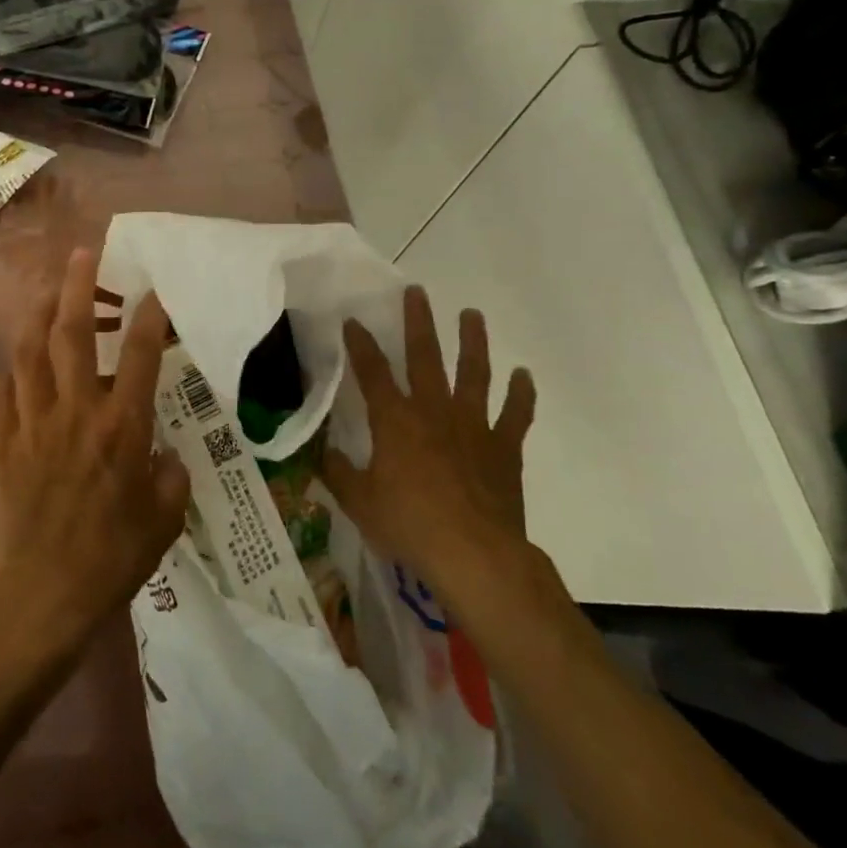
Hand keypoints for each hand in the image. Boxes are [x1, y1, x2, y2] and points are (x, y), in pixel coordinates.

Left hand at [0, 248, 188, 650]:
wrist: (42, 597)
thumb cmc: (113, 559)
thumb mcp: (164, 520)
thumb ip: (170, 479)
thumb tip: (165, 458)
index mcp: (120, 428)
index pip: (138, 355)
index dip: (148, 316)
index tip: (154, 290)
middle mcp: (74, 413)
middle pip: (70, 334)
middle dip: (77, 286)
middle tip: (83, 253)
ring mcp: (31, 424)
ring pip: (26, 352)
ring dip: (36, 314)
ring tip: (46, 292)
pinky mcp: (1, 444)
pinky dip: (8, 374)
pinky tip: (16, 371)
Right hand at [319, 286, 538, 591]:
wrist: (475, 556)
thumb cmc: (409, 525)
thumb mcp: (359, 502)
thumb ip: (338, 472)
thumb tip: (322, 451)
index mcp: (395, 421)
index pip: (372, 372)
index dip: (360, 344)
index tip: (353, 320)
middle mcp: (433, 411)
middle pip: (425, 357)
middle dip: (418, 322)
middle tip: (417, 292)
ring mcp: (473, 426)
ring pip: (474, 373)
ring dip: (473, 342)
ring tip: (472, 314)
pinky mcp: (503, 448)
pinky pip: (516, 414)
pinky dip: (521, 394)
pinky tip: (523, 374)